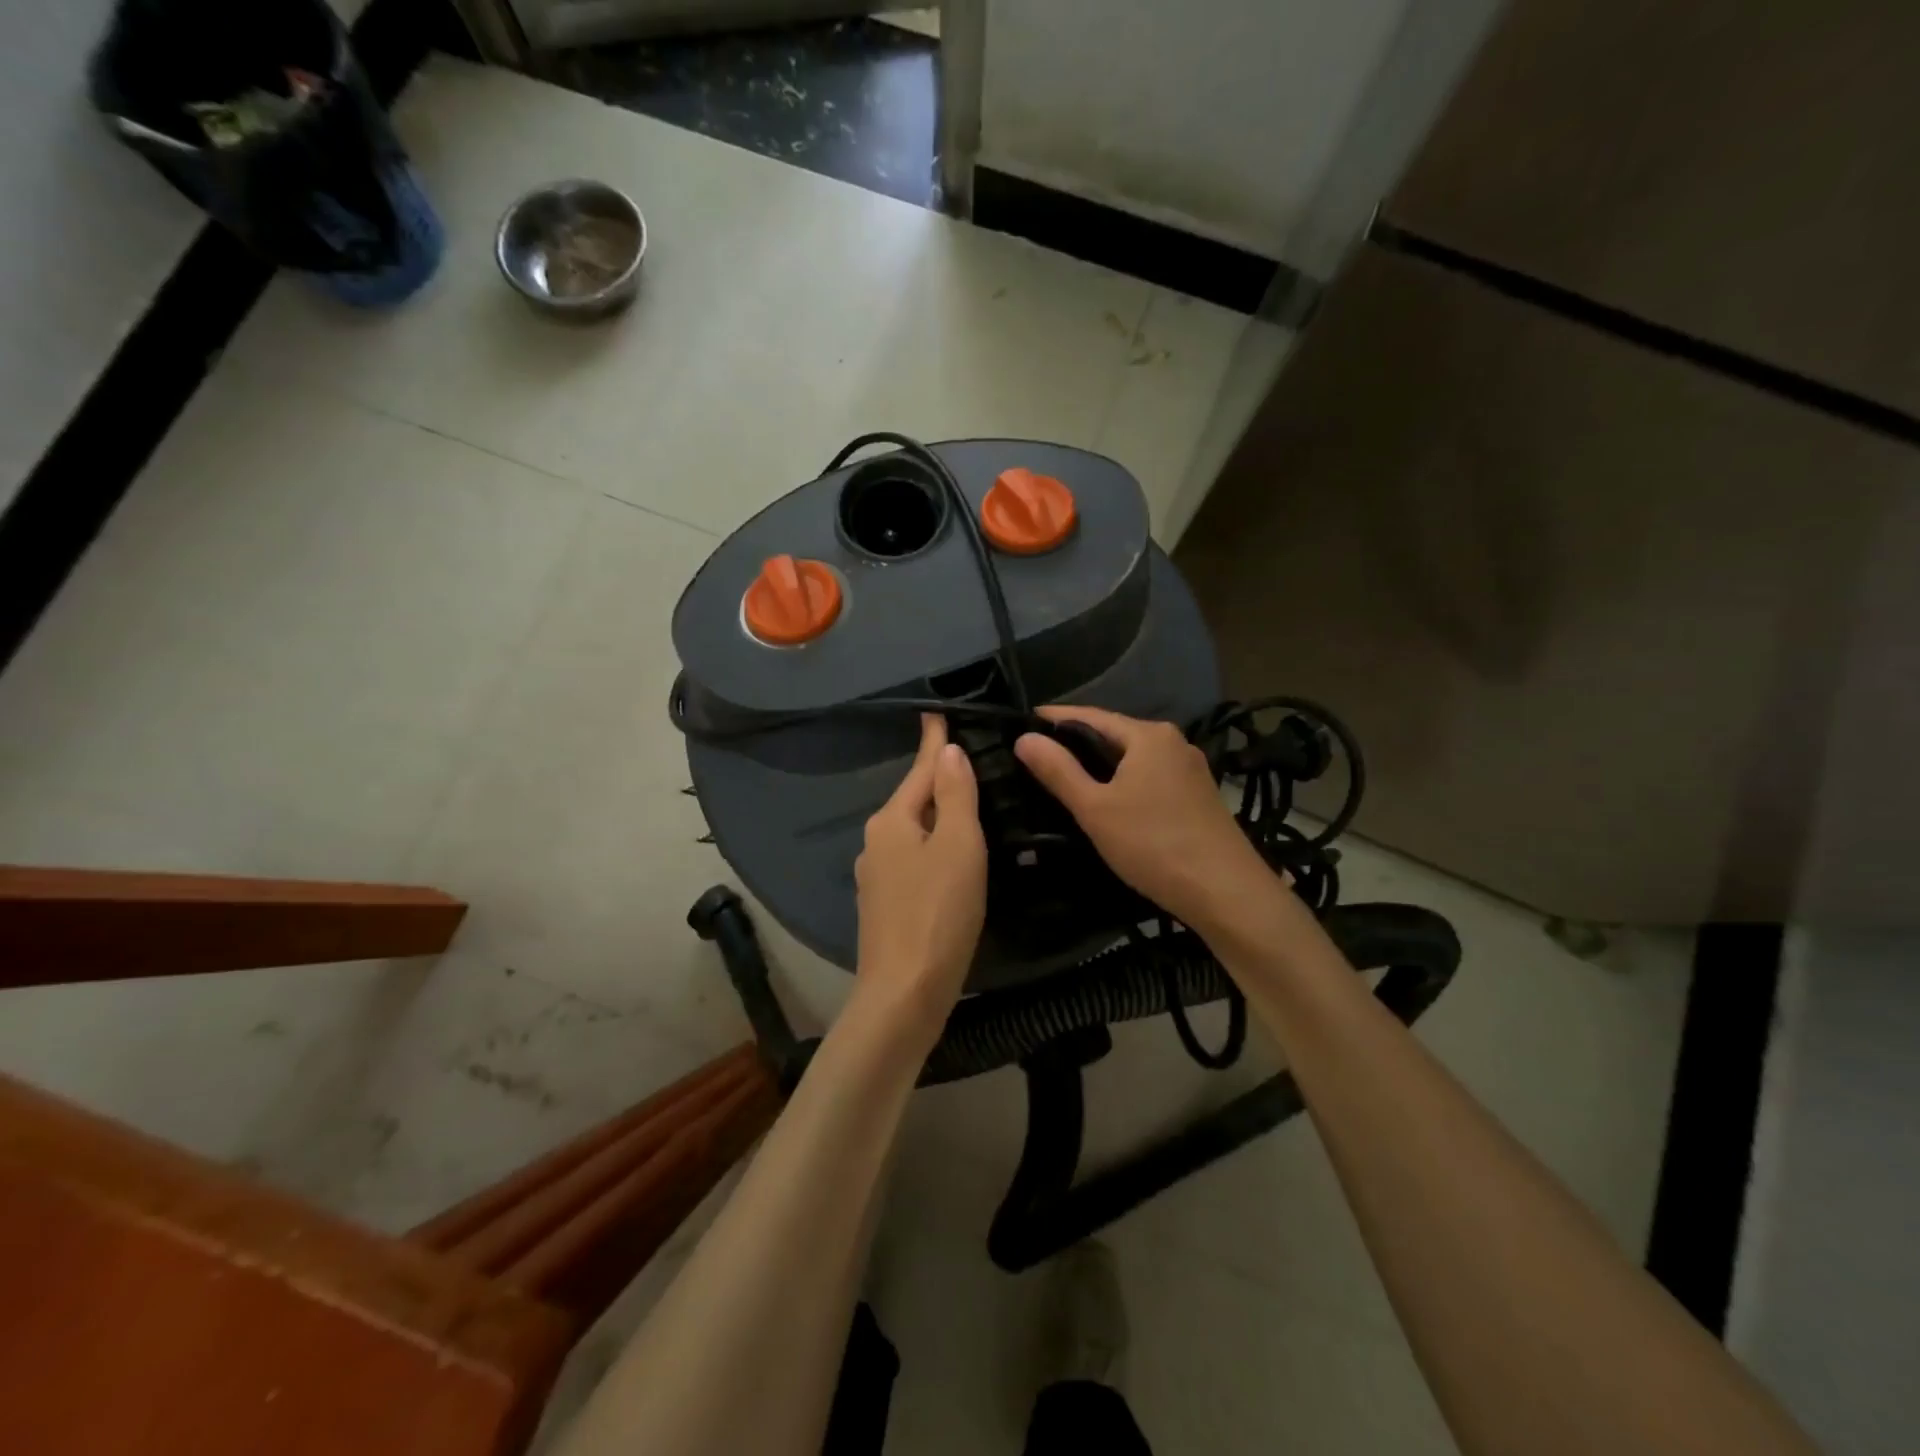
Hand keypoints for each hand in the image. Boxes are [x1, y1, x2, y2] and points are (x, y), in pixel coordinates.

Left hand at [853, 715, 986, 1042]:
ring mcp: (877, 876)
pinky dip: (935, 847)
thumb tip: (947, 752)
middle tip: (969, 757)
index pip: (919, 769)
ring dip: (939, 815)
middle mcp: (877, 842)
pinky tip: (953, 857)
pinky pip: (915, 860)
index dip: (933, 741)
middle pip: (914, 799)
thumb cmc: (938, 913)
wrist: (904, 994)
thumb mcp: (958, 846)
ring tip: (969, 803)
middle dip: (937, 778)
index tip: (936, 712)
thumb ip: (955, 796)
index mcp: (892, 821)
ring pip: (914, 832)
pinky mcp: (886, 906)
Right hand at [1015, 705, 1274, 933]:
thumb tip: (1023, 737)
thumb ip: (1058, 771)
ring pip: (1134, 758)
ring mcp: (1190, 769)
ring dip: (1102, 764)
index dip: (1055, 718)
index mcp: (1148, 735)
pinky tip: (1109, 799)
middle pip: (1115, 734)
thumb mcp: (1095, 808)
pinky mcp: (1198, 795)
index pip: (1090, 715)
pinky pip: (1150, 776)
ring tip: (1066, 776)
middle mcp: (1173, 742)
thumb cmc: (1153, 844)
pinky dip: (1124, 781)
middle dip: (1078, 741)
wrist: (1226, 892)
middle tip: (1038, 753)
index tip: (1024, 720)